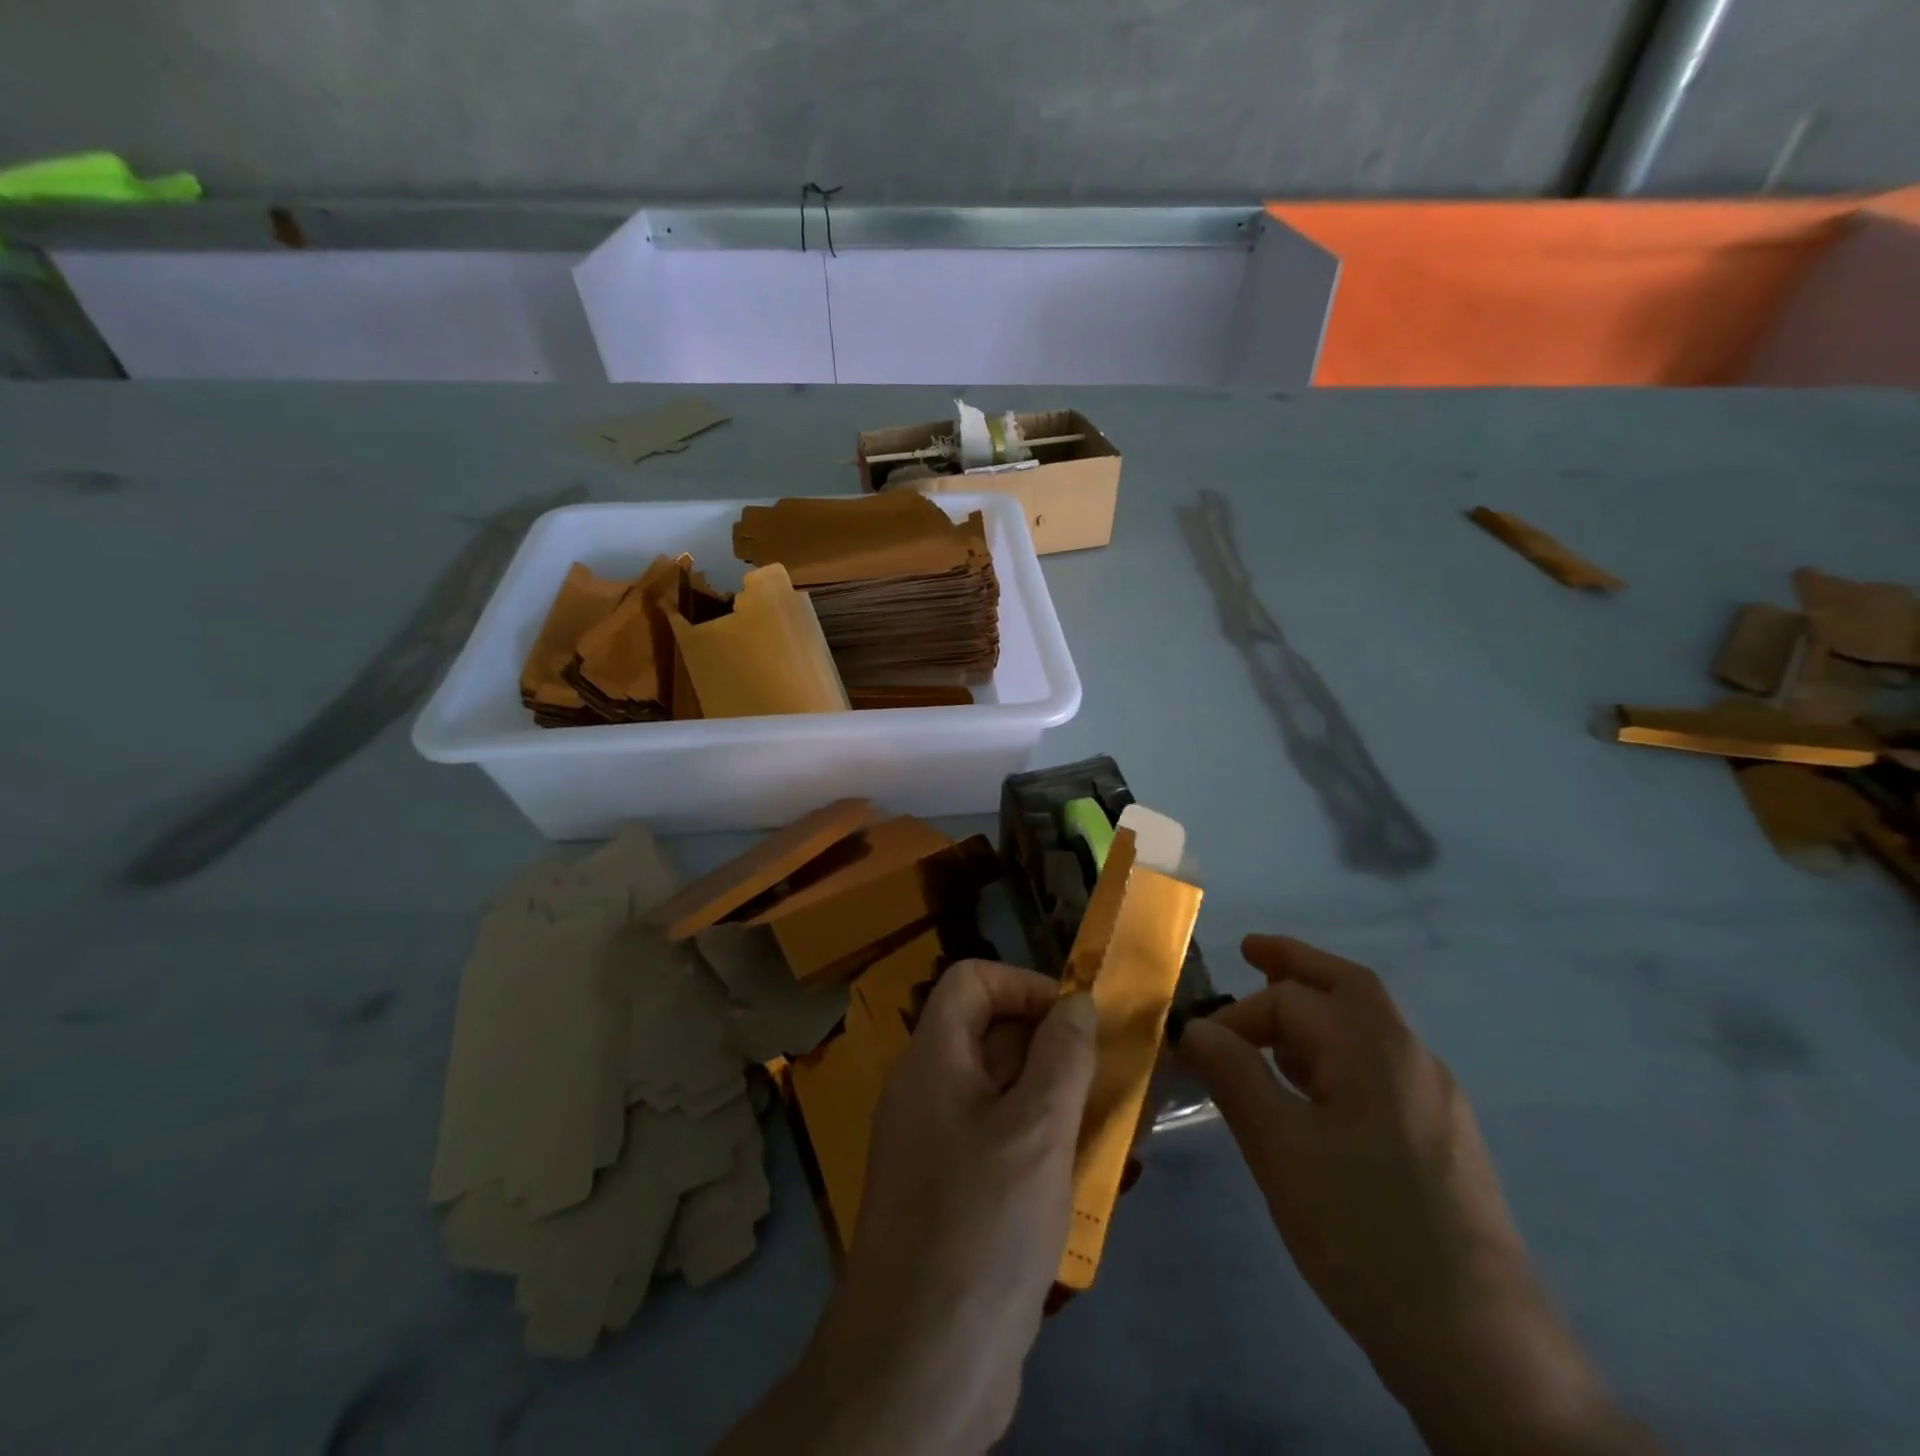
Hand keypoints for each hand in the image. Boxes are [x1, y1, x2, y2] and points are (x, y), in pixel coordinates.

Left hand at [719, 961, 1096, 1454]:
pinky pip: (1001, 1145)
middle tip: (1116, 1078)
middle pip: (992, 1036)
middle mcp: (929, 1092)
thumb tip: (1076, 1002)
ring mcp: (937, 1146)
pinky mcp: (953, 1196)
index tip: (1076, 1023)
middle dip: (1056, 1049)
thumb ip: (1062, 1056)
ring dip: (1060, 1102)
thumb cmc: (980, 1228)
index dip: (1025, 986)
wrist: (918, 1370)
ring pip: (1004, 1096)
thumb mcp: (1037, 1131)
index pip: (972, 981)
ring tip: (1121, 1129)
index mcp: (933, 1061)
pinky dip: (1044, 1148)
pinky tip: (1093, 1180)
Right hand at [1178, 935, 1654, 1455]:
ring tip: (1268, 1025)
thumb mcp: (1280, 1148)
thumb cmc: (1364, 1230)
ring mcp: (1435, 1101)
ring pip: (1366, 1029)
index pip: (1290, 1001)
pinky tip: (1309, 1090)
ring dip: (1315, 1011)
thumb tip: (1195, 1026)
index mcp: (1375, 1048)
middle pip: (1348, 987)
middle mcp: (1412, 1059)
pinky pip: (1378, 1069)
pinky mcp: (1441, 1142)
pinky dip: (1335, 1052)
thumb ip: (1234, 1075)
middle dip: (1295, 963)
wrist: (1480, 1349)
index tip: (1193, 1048)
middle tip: (1249, 951)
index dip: (1235, 1015)